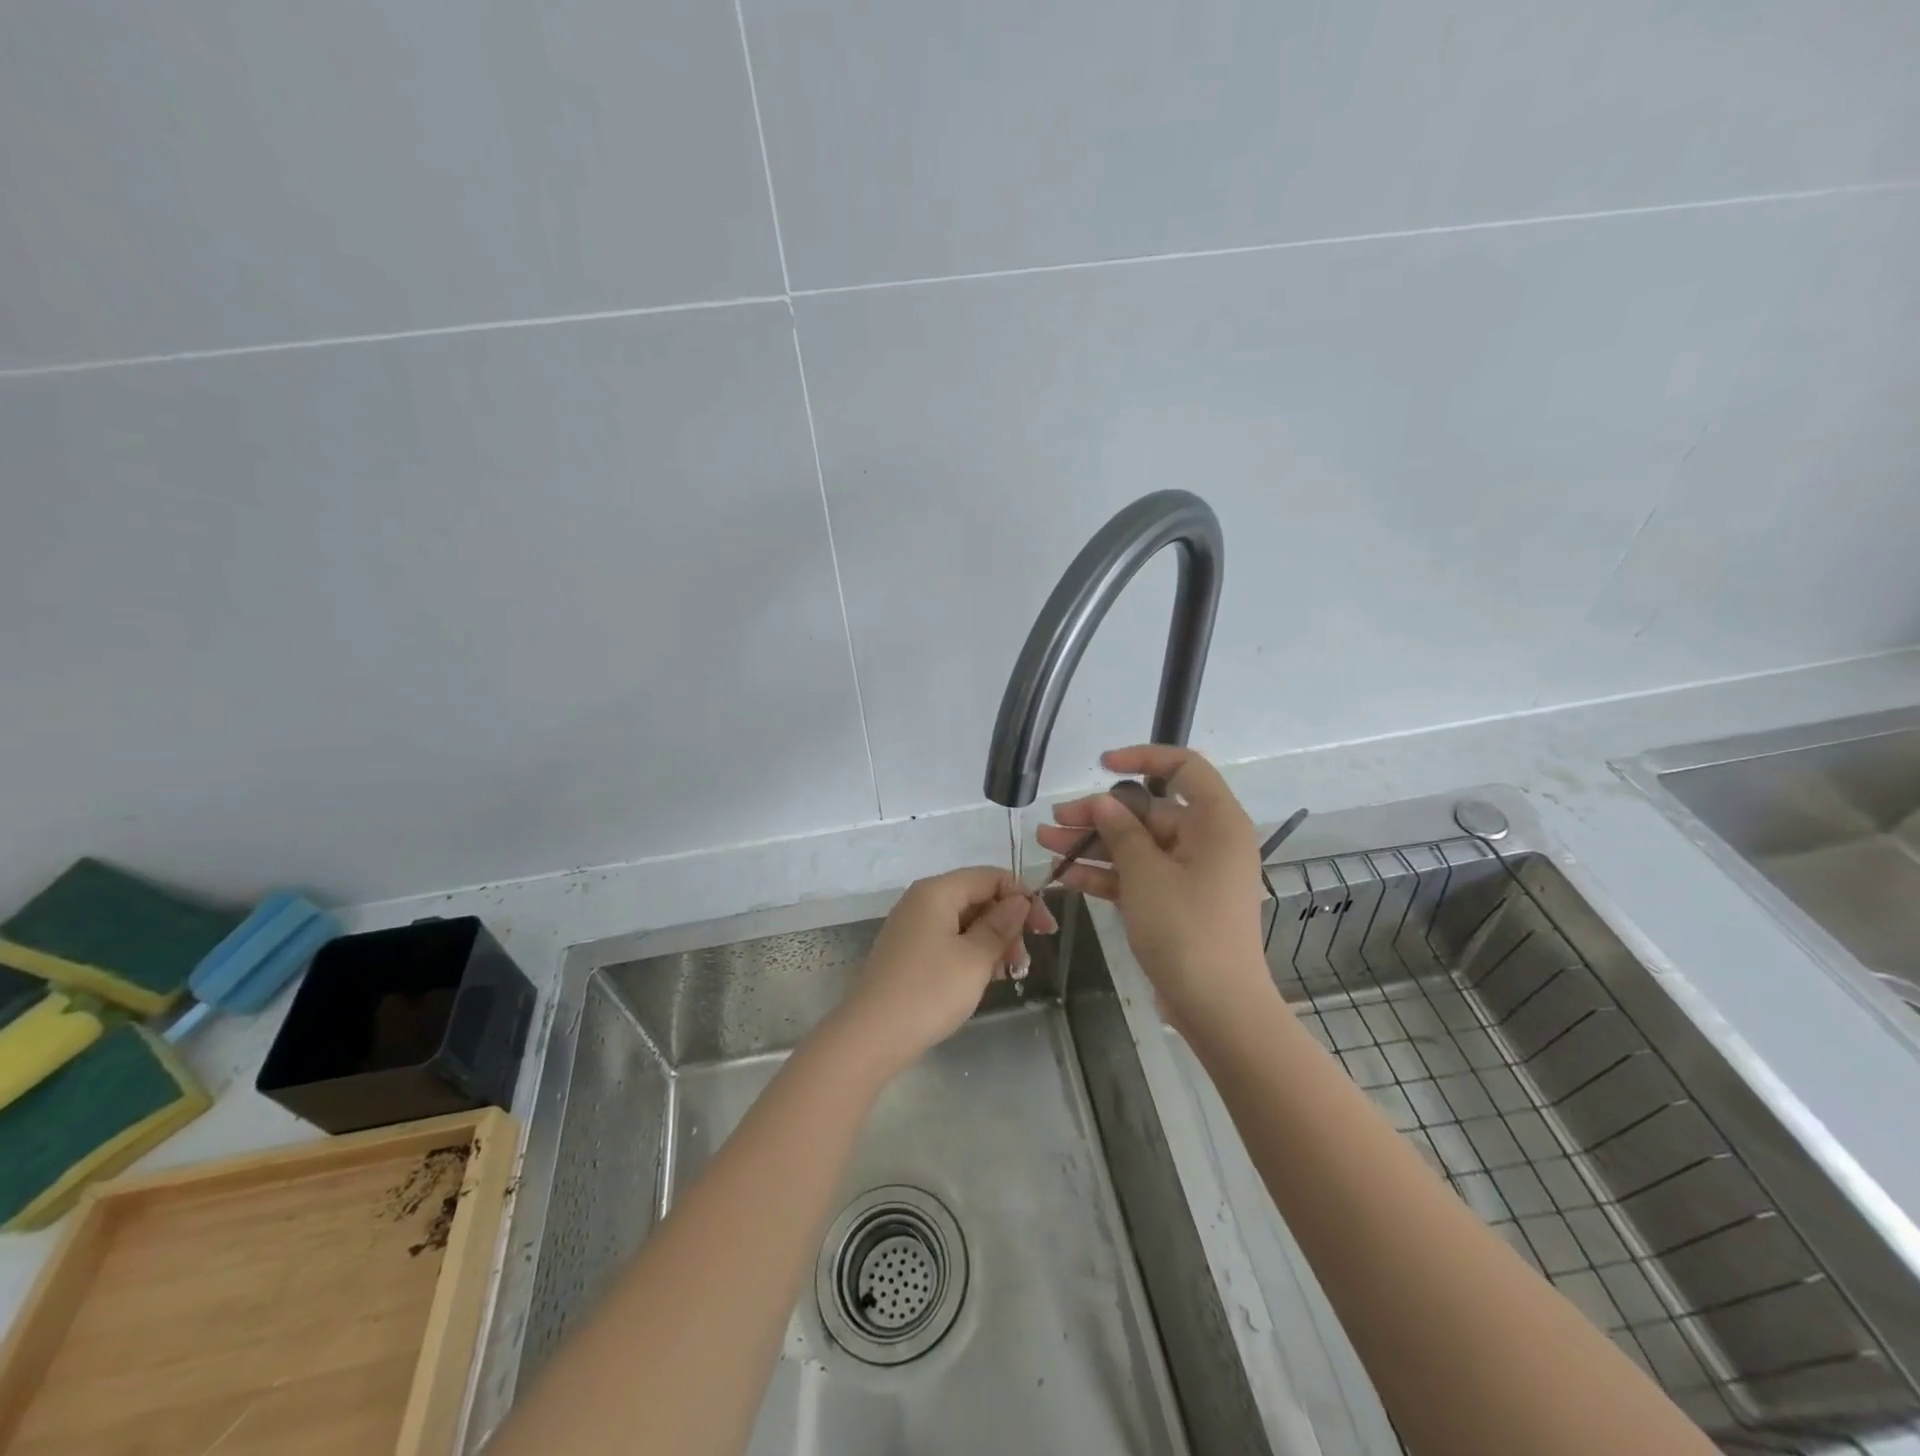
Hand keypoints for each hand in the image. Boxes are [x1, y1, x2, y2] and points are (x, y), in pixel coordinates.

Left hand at [834, 867, 1056, 1075]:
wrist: (871, 1036)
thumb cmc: (929, 991)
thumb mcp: (975, 958)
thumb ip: (1001, 925)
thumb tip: (1020, 900)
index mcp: (937, 891)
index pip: (990, 876)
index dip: (1023, 897)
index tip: (1046, 930)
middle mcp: (922, 901)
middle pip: (977, 897)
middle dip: (1008, 923)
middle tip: (1024, 961)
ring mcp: (912, 927)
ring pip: (964, 922)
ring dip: (992, 942)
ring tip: (1009, 974)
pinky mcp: (908, 953)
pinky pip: (949, 940)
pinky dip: (971, 953)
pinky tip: (984, 979)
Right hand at [1037, 745, 1271, 1031]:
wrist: (1217, 1008)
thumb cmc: (1187, 930)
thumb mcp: (1146, 874)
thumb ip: (1121, 831)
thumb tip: (1103, 802)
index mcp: (1216, 822)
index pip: (1184, 768)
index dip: (1143, 758)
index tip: (1102, 766)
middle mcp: (1208, 841)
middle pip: (1149, 812)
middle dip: (1099, 816)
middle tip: (1054, 820)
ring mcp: (1192, 874)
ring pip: (1138, 846)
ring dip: (1094, 845)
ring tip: (1046, 843)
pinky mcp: (1177, 902)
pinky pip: (1139, 876)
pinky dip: (1107, 875)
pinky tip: (1067, 876)